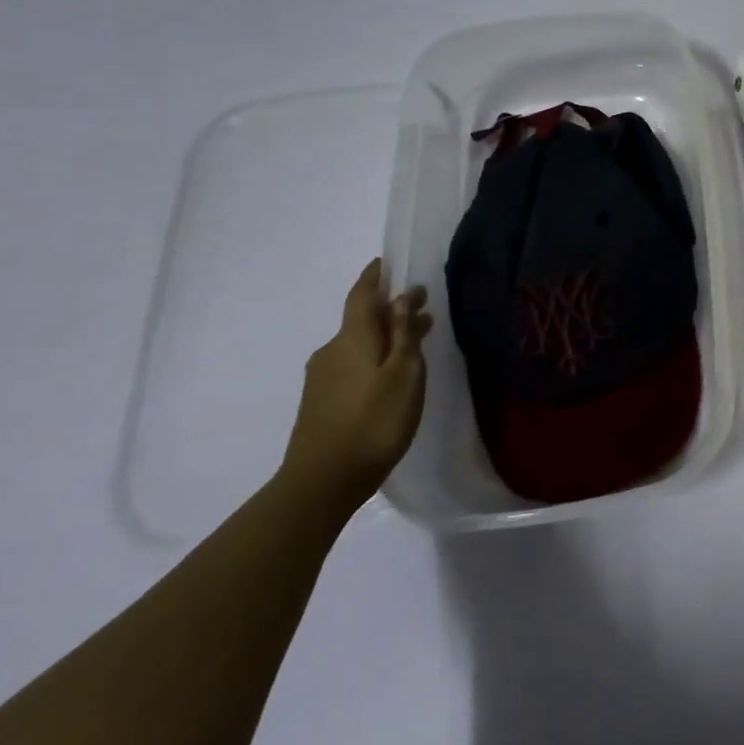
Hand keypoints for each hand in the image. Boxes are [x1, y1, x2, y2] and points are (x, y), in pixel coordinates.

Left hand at [280, 260, 432, 516]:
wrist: (322, 482)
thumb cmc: (373, 421)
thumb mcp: (403, 374)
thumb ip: (403, 334)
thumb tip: (401, 297)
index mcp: (351, 339)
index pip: (362, 295)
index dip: (375, 277)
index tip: (387, 262)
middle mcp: (331, 351)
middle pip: (362, 320)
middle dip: (391, 310)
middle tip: (422, 307)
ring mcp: (322, 378)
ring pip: (359, 344)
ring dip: (386, 336)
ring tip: (416, 341)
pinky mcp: (321, 402)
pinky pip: (353, 364)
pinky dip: (375, 357)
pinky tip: (393, 374)